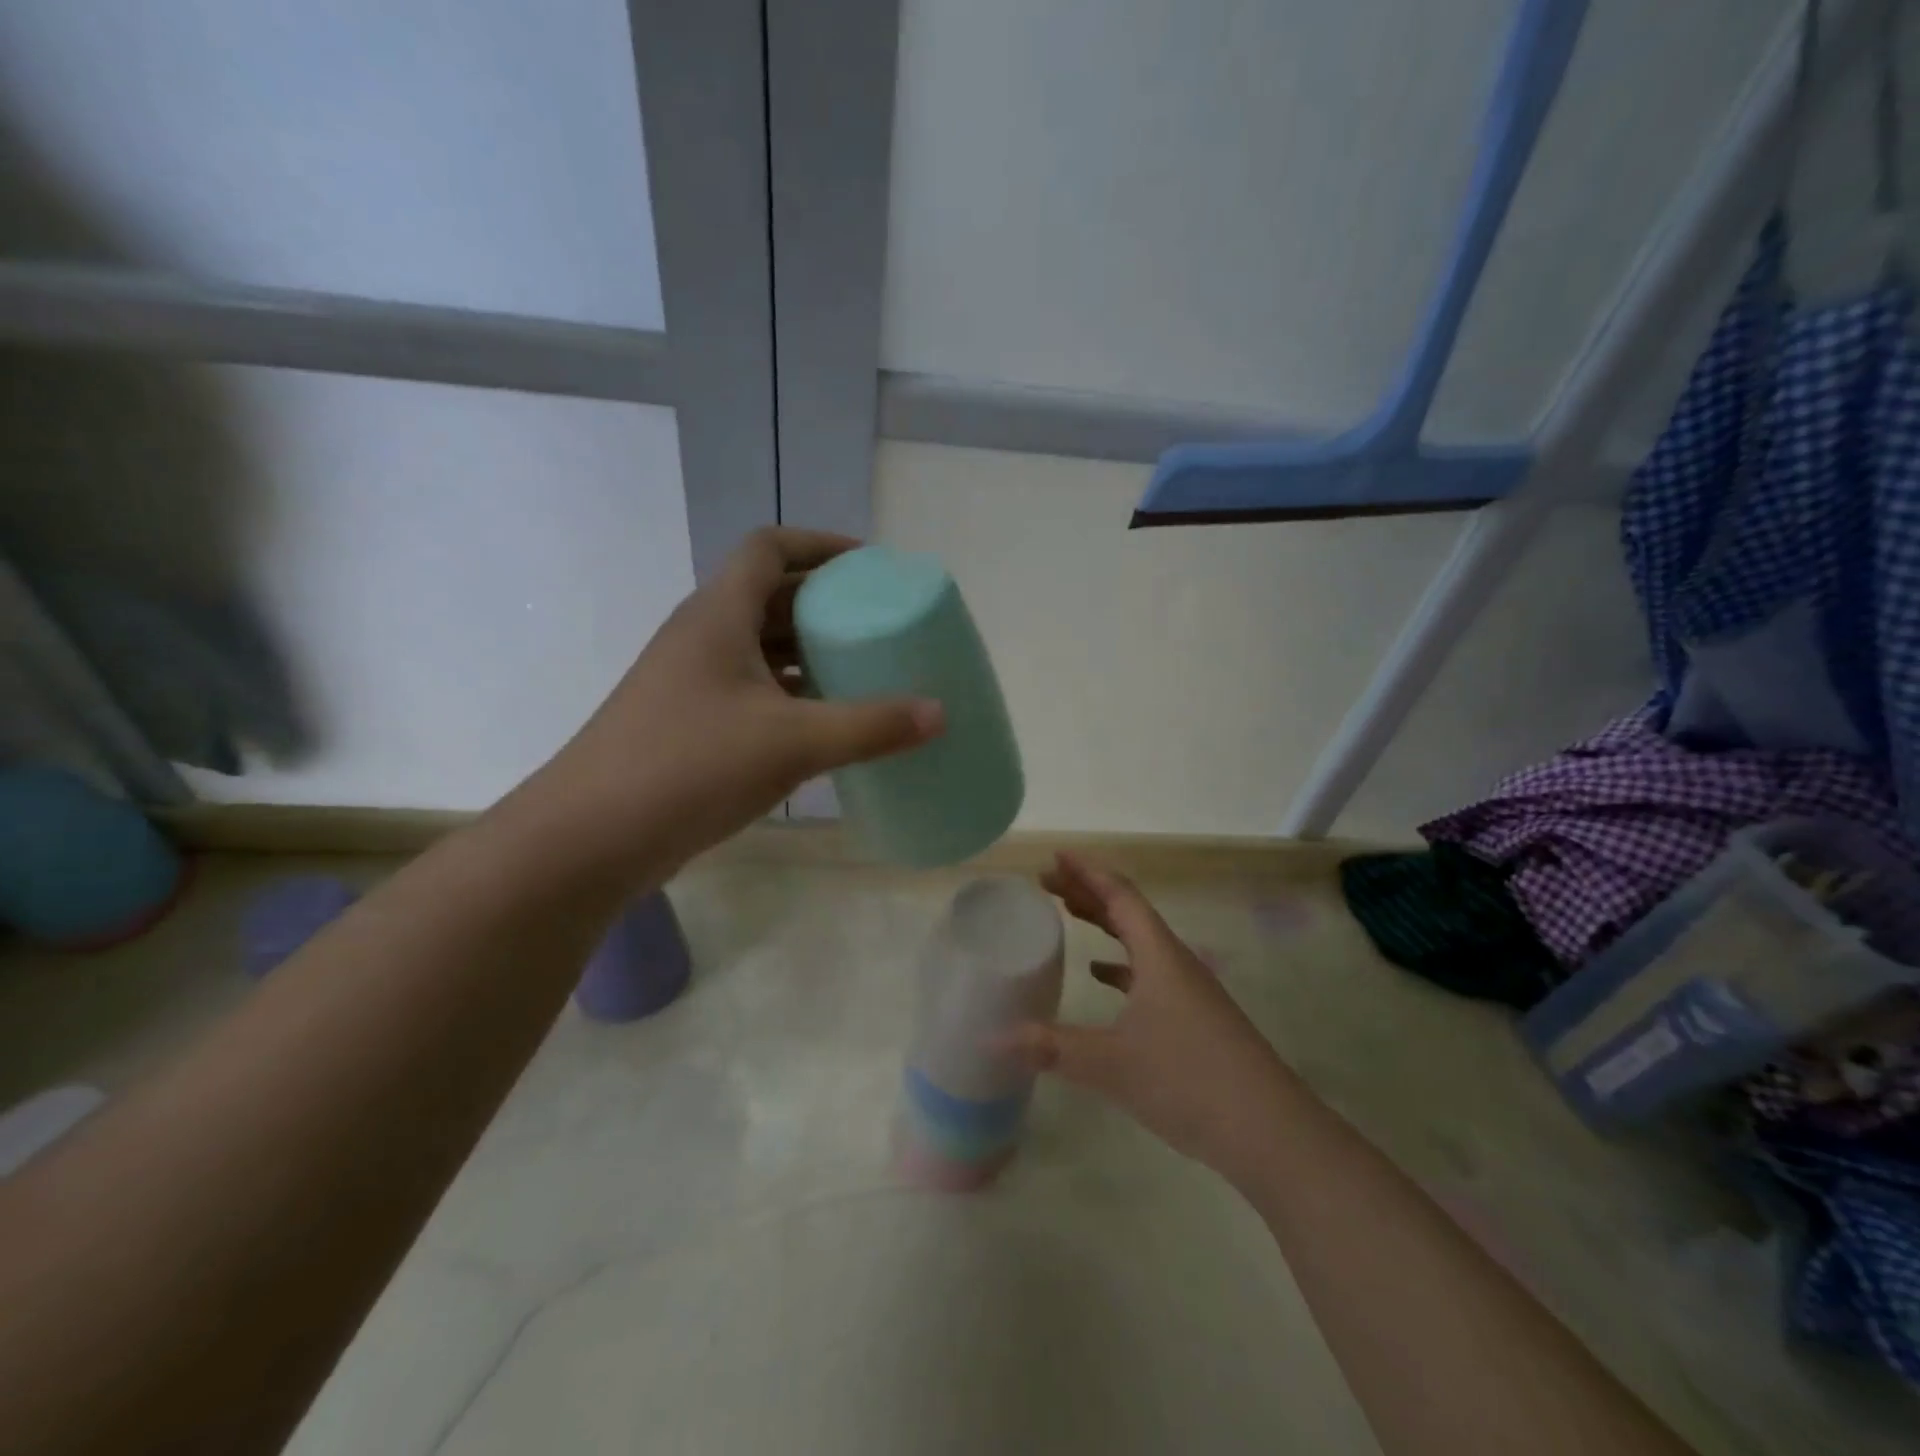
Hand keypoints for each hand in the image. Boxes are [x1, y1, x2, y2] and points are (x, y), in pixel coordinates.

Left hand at [526, 528, 943, 873]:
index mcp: (719, 616)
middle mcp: (701, 637)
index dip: (821, 545)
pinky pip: (751, 690)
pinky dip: (790, 694)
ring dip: (807, 652)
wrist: (589, 838)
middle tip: (878, 623)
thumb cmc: (690, 766)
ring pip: (759, 647)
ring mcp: (690, 683)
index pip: (769, 548)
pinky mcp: (688, 724)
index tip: (870, 566)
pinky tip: (823, 723)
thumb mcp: (792, 742)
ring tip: (862, 670)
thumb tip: (940, 714)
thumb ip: (870, 726)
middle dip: (824, 603)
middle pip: (769, 596)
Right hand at [1008, 854, 1293, 1189]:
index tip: (1054, 857)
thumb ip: (1052, 1048)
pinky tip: (1103, 979)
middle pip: (1128, 913)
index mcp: (1159, 956)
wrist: (1270, 1133)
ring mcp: (1191, 992)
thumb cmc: (1189, 1080)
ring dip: (1105, 925)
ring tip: (1070, 917)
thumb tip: (992, 1037)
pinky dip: (1121, 966)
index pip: (1119, 896)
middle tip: (1048, 885)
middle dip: (1088, 894)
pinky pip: (1150, 974)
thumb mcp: (1112, 1064)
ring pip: (1140, 942)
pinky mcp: (1197, 1020)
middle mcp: (1176, 963)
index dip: (1086, 873)